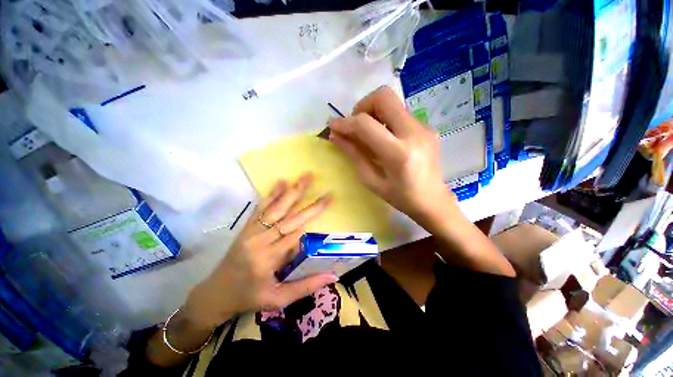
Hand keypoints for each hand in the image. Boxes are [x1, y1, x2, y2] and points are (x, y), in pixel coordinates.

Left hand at [183, 174, 336, 328]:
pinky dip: (272, 194)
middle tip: (326, 192)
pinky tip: (281, 182)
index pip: (295, 235)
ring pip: (276, 208)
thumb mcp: (278, 299)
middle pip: (289, 218)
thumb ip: (306, 286)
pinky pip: (261, 208)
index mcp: (268, 260)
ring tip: (306, 177)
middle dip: (310, 204)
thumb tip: (333, 277)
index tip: (328, 203)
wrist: (215, 294)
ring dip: (292, 192)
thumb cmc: (249, 298)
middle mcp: (260, 241)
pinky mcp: (246, 227)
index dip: (311, 219)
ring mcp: (251, 231)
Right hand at [329, 86, 454, 223]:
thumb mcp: (371, 180)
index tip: (333, 127)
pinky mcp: (426, 127)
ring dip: (374, 112)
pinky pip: (400, 113)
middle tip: (356, 126)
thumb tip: (335, 136)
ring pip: (392, 102)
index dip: (345, 122)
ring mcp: (423, 127)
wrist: (433, 200)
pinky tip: (383, 138)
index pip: (365, 124)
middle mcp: (413, 133)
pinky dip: (385, 120)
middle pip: (383, 97)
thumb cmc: (400, 197)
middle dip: (362, 106)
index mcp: (398, 153)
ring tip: (368, 134)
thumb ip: (354, 154)